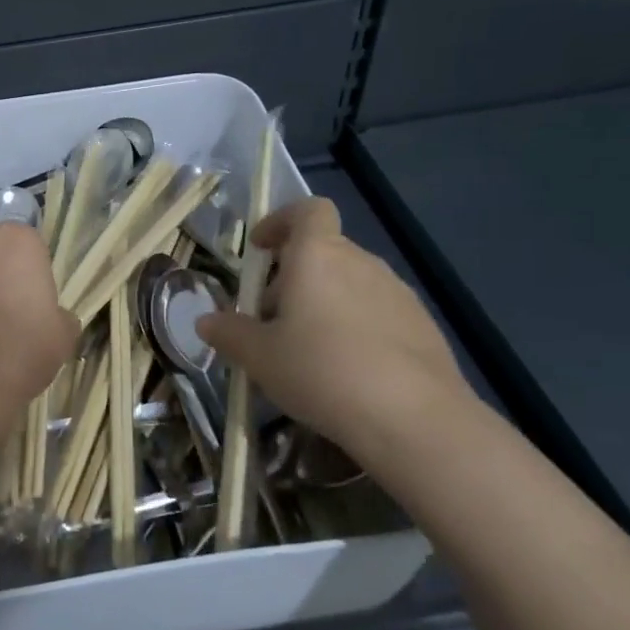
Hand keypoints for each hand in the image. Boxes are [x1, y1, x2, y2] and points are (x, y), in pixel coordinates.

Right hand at [196, 198, 478, 454]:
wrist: (415, 420)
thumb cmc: (321, 371)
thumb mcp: (259, 357)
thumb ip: (229, 333)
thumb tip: (206, 321)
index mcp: (317, 255)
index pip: (307, 210)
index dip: (282, 221)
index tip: (262, 249)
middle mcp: (360, 262)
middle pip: (323, 252)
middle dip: (293, 277)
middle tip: (272, 320)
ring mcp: (397, 293)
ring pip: (350, 283)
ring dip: (325, 303)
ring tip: (309, 351)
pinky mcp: (424, 326)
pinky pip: (378, 312)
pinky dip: (357, 327)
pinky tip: (349, 371)